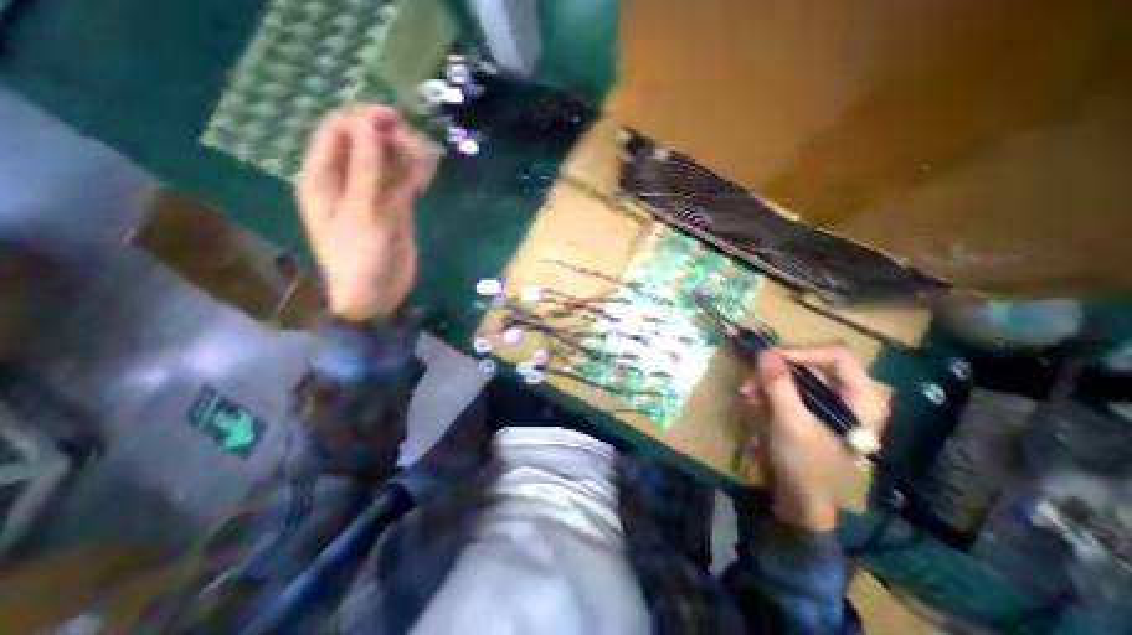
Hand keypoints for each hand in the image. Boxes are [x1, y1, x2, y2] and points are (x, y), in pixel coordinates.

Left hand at [295, 107, 435, 322]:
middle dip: (390, 139)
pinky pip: (402, 183)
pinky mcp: (393, 209)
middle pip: (365, 143)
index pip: (337, 130)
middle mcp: (345, 180)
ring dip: (406, 157)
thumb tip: (370, 124)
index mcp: (323, 177)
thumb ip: (366, 168)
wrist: (377, 295)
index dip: (364, 119)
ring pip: (387, 162)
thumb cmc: (361, 256)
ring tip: (426, 163)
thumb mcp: (362, 211)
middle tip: (417, 149)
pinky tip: (426, 178)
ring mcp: (371, 195)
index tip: (395, 120)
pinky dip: (414, 176)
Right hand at [745, 347, 893, 529]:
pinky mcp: (812, 407)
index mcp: (862, 399)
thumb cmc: (805, 463)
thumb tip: (764, 352)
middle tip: (751, 378)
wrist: (800, 497)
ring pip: (796, 374)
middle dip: (777, 369)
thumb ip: (779, 385)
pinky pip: (789, 387)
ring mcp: (830, 401)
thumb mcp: (791, 422)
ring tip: (747, 393)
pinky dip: (769, 389)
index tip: (769, 359)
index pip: (837, 355)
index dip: (802, 351)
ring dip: (768, 380)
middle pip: (813, 363)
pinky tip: (754, 400)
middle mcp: (850, 394)